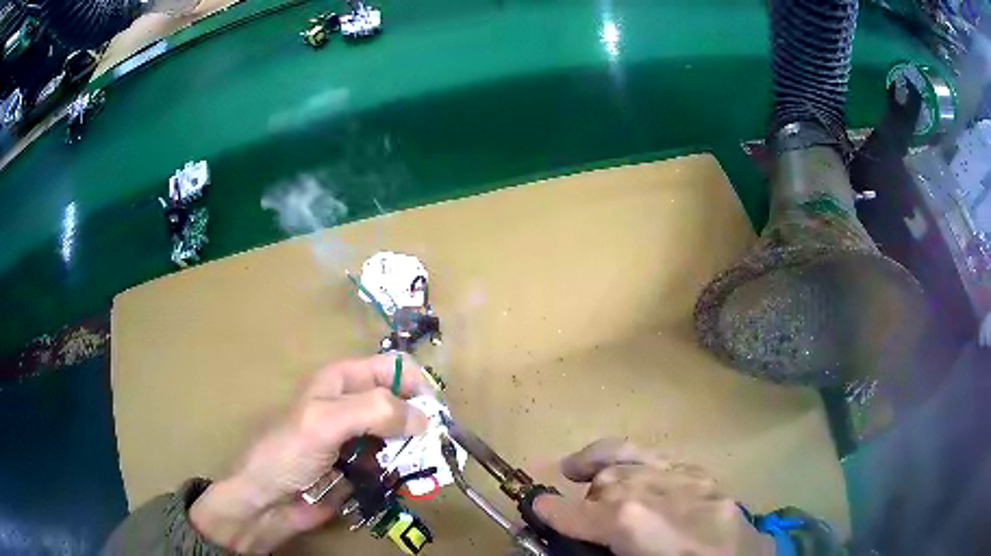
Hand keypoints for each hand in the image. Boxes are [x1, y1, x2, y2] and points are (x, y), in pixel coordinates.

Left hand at [189, 355, 432, 553]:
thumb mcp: (325, 422)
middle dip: (422, 421)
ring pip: (402, 434)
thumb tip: (425, 418)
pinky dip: (407, 469)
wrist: (269, 501)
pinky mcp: (362, 467)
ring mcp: (359, 438)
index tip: (434, 414)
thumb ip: (374, 411)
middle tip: (436, 447)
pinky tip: (410, 482)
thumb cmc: (288, 453)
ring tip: (425, 468)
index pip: (392, 368)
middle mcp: (353, 404)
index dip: (416, 384)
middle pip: (402, 401)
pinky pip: (394, 462)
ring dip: (417, 448)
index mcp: (342, 380)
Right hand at [534, 439, 773, 555]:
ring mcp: (684, 479)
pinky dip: (640, 464)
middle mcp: (653, 492)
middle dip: (584, 497)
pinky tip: (636, 474)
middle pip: (605, 482)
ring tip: (581, 467)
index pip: (576, 513)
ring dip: (604, 467)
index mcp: (631, 523)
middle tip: (575, 515)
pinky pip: (663, 461)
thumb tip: (576, 536)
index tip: (536, 508)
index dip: (550, 511)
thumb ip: (600, 548)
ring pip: (631, 459)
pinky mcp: (706, 476)